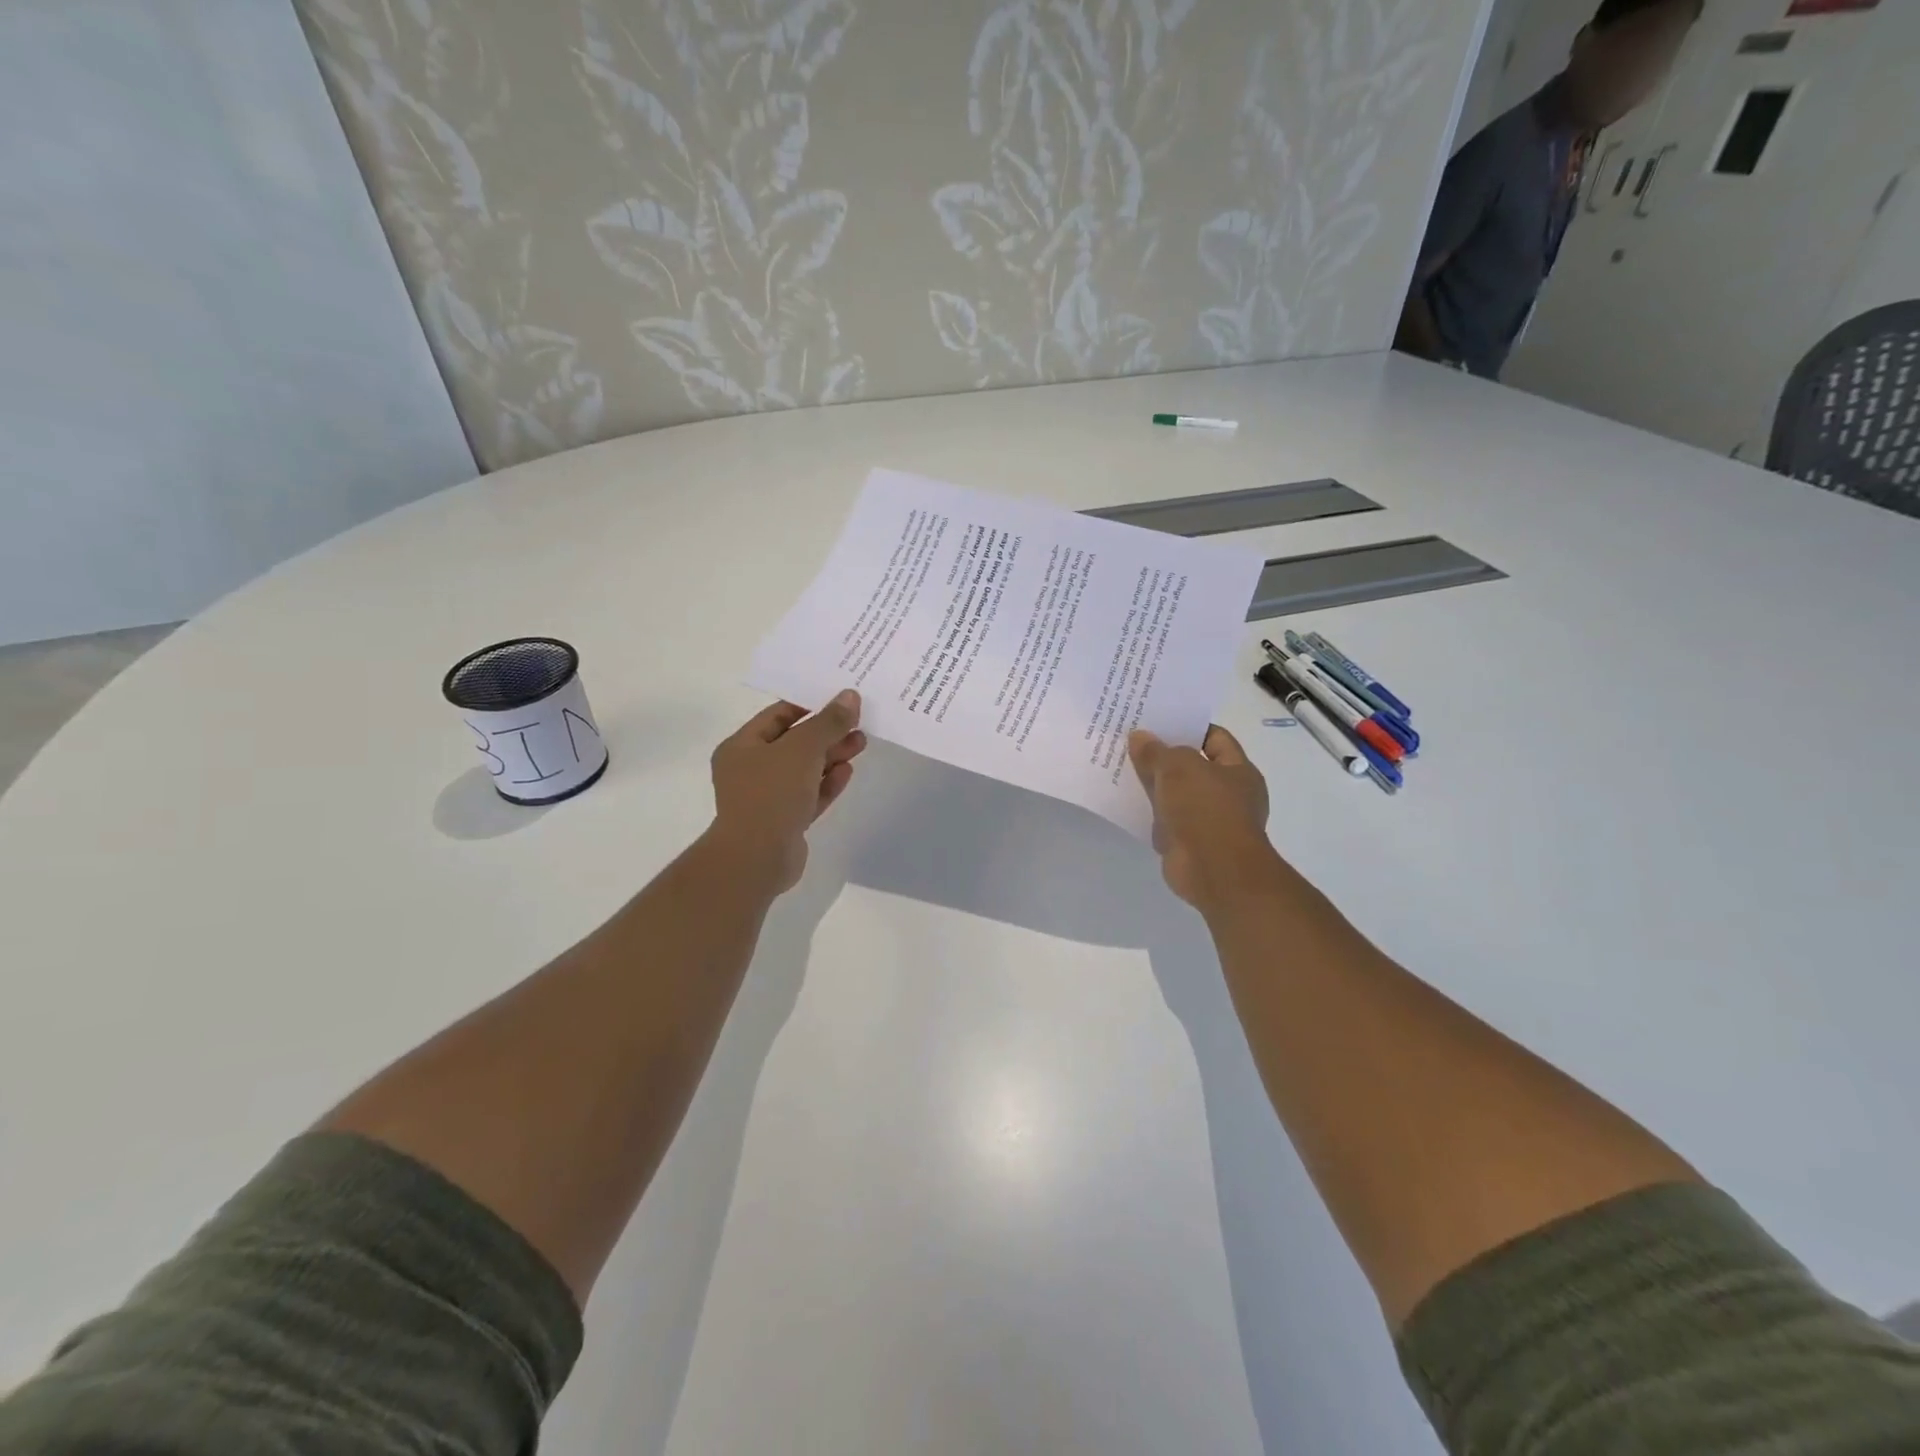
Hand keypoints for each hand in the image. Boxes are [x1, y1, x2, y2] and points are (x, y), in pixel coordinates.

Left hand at [708, 691, 866, 892]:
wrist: (757, 859)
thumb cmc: (772, 794)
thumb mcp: (803, 749)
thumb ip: (828, 722)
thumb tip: (849, 696)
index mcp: (741, 746)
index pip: (778, 715)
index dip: (810, 705)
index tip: (841, 700)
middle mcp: (750, 769)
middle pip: (794, 742)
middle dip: (827, 732)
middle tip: (858, 723)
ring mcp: (767, 798)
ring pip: (804, 770)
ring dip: (831, 756)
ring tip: (861, 743)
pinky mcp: (784, 822)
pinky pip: (808, 795)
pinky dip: (827, 783)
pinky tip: (847, 771)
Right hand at [1129, 725, 1277, 909]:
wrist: (1214, 871)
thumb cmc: (1205, 810)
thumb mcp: (1177, 768)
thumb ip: (1156, 751)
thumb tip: (1139, 737)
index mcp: (1239, 770)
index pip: (1215, 738)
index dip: (1188, 727)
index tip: (1157, 721)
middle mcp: (1229, 794)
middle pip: (1193, 766)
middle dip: (1165, 756)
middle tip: (1132, 741)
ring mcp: (1210, 821)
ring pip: (1177, 794)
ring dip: (1154, 785)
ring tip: (1122, 768)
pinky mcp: (1190, 843)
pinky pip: (1166, 820)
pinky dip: (1149, 813)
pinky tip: (1126, 802)